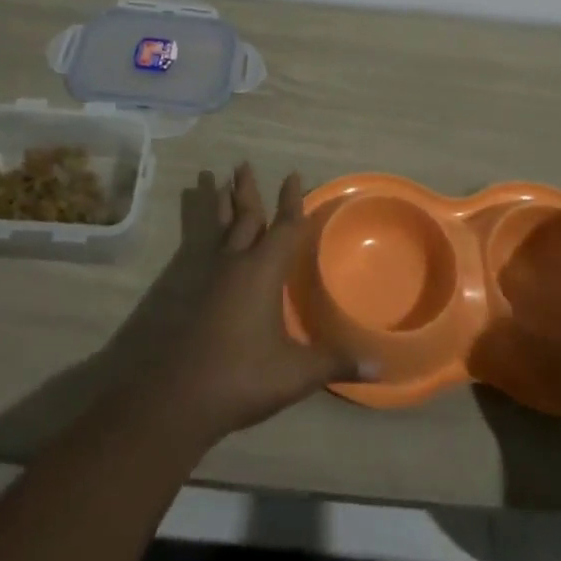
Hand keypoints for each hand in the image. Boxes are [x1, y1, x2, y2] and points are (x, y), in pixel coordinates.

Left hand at [146, 165, 360, 445]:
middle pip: (243, 217)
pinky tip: (204, 239)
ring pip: (217, 229)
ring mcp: (209, 277)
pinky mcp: (191, 295)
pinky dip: (204, 234)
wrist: (180, 397)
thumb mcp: (296, 373)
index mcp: (262, 271)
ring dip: (220, 205)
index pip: (283, 227)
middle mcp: (235, 263)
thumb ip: (335, 362)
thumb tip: (380, 368)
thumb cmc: (243, 376)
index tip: (292, 175)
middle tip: (242, 164)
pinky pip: (201, 249)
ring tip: (215, 181)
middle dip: (246, 191)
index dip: (290, 202)